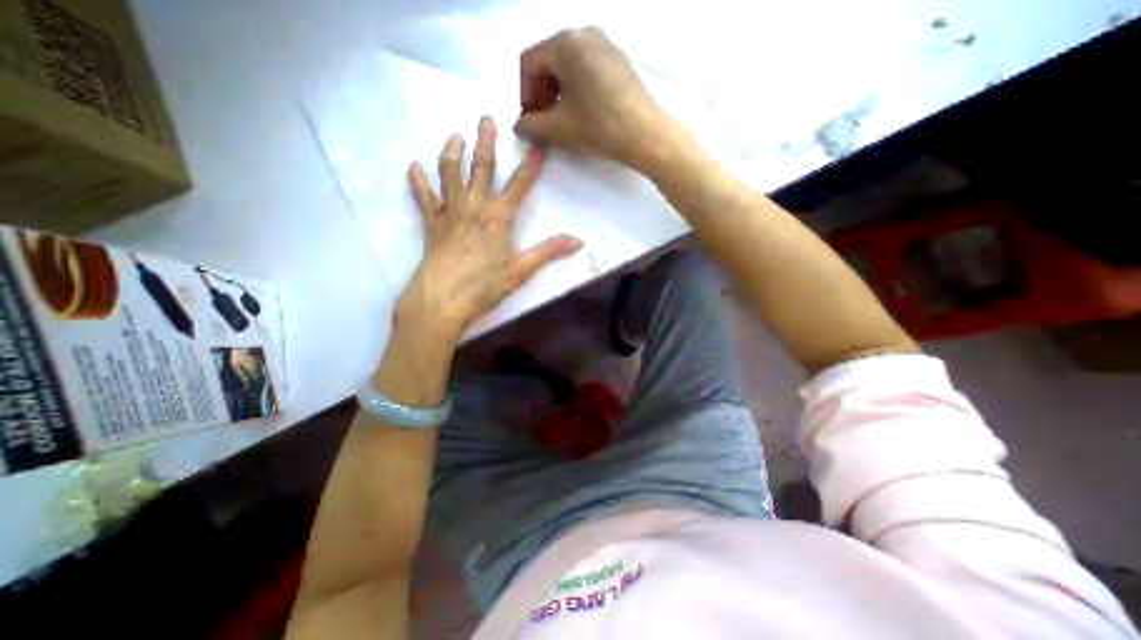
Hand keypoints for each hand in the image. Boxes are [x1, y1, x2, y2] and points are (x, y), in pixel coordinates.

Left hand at [397, 118, 581, 343]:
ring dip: (452, 153)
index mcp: (498, 220)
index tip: (539, 146)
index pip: (519, 187)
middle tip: (486, 118)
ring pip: (450, 175)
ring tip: (455, 136)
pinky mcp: (431, 224)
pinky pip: (423, 198)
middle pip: (481, 169)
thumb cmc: (482, 288)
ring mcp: (449, 214)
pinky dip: (418, 182)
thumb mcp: (520, 272)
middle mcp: (474, 208)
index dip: (531, 167)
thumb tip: (579, 241)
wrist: (441, 301)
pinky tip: (413, 167)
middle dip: (486, 143)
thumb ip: (548, 253)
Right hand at [513, 24, 671, 167]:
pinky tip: (584, 114)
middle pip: (550, 61)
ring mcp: (607, 44)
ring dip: (558, 94)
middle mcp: (585, 33)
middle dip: (541, 94)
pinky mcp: (621, 62)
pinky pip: (589, 70)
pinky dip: (578, 90)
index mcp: (565, 42)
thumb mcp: (557, 129)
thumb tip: (520, 125)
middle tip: (544, 122)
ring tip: (563, 121)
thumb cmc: (598, 126)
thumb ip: (530, 126)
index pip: (529, 63)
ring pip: (570, 66)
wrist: (645, 135)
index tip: (530, 121)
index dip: (524, 94)